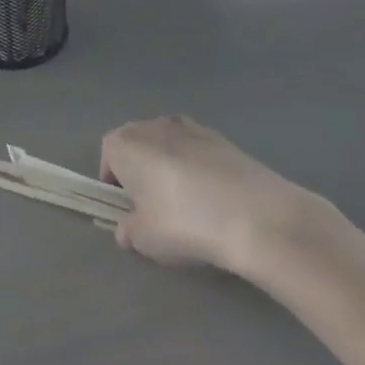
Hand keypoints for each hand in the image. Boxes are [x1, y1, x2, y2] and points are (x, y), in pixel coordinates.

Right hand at [100, 115, 306, 272]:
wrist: (256, 215)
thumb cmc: (184, 223)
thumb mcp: (143, 239)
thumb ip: (128, 230)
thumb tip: (127, 228)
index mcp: (127, 143)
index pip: (108, 153)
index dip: (113, 181)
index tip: (127, 209)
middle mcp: (156, 125)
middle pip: (139, 144)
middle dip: (142, 172)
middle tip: (154, 208)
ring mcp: (193, 127)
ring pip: (170, 146)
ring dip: (171, 168)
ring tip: (188, 206)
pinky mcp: (225, 139)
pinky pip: (199, 153)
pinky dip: (200, 171)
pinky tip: (215, 201)